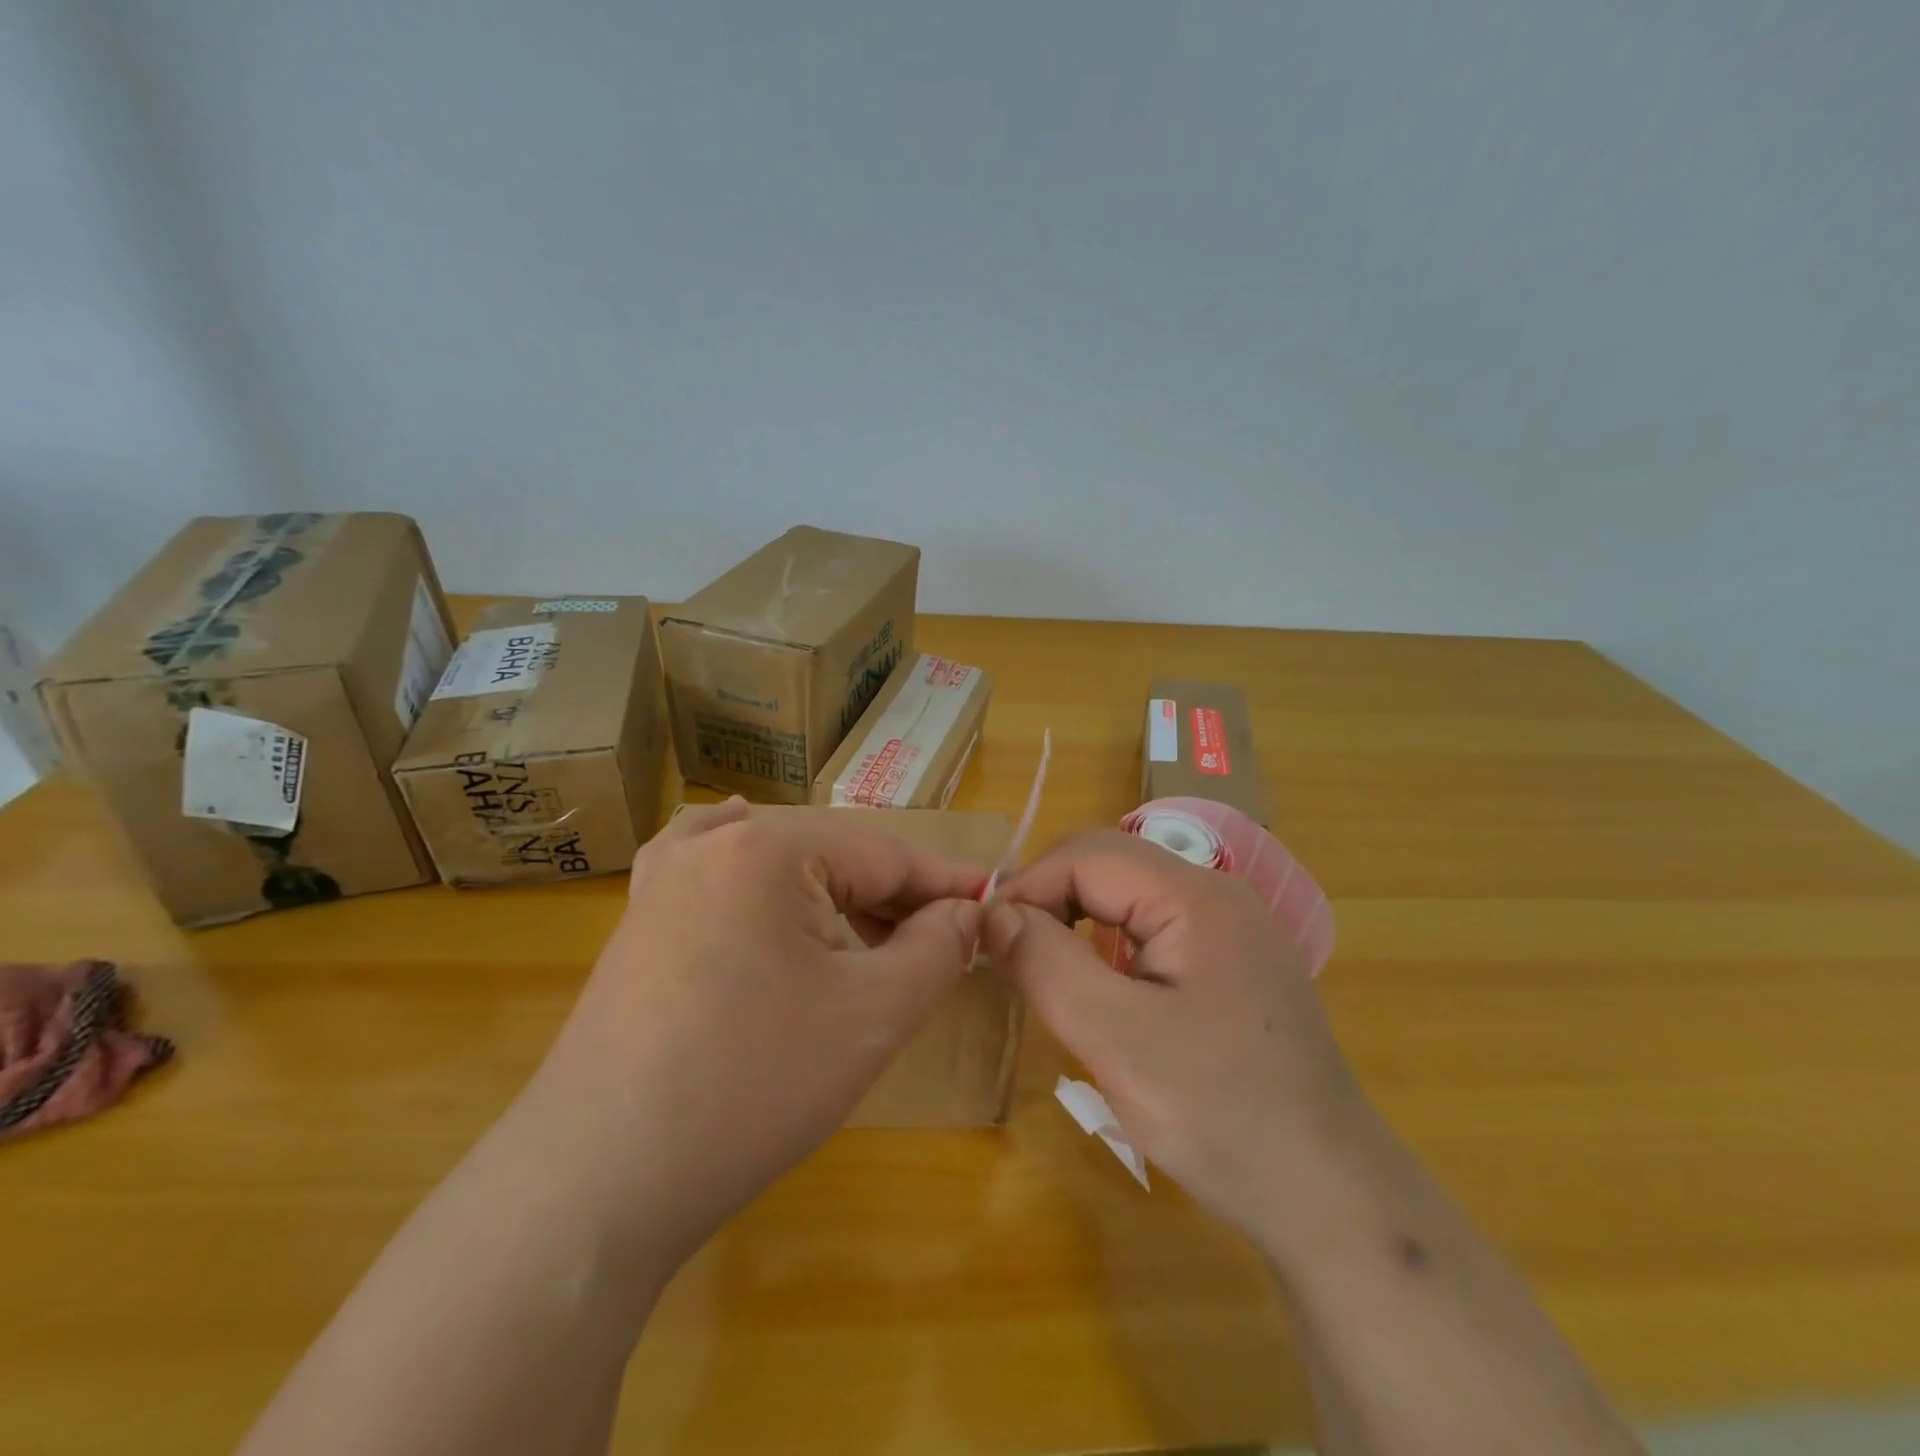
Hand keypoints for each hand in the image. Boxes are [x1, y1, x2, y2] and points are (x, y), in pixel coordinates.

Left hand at [528, 799, 986, 1269]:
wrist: (598, 1180)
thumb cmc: (752, 1086)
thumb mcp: (873, 1015)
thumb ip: (937, 948)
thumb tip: (966, 912)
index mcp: (771, 848)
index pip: (886, 855)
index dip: (946, 885)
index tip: (991, 907)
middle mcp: (713, 844)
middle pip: (833, 857)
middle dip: (892, 898)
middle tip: (940, 943)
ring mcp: (666, 880)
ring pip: (778, 863)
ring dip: (835, 895)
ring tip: (874, 934)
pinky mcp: (640, 921)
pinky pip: (708, 867)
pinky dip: (750, 866)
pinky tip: (753, 856)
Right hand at [985, 829, 1360, 1235]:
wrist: (1328, 1194)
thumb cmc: (1220, 1114)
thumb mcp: (1116, 1040)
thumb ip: (1048, 964)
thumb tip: (995, 913)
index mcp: (1196, 896)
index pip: (1088, 855)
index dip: (1029, 885)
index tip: (989, 938)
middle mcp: (1218, 894)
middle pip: (1111, 865)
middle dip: (1051, 897)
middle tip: (1010, 952)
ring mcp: (1232, 927)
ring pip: (1131, 895)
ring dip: (1078, 918)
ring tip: (1044, 967)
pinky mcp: (1234, 961)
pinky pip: (1155, 927)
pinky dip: (1111, 943)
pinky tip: (1101, 986)